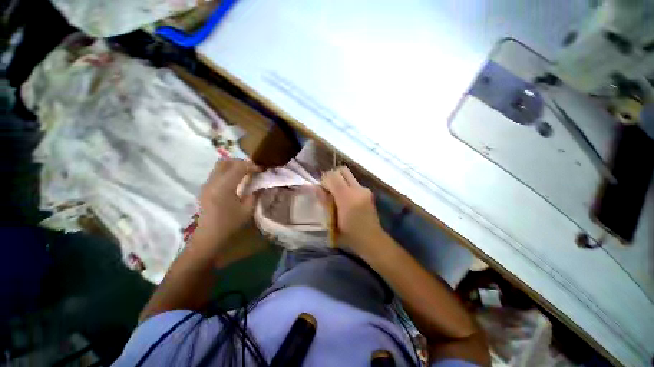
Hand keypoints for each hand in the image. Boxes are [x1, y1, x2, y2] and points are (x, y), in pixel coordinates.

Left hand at [195, 158, 259, 244]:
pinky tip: (236, 181)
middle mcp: (213, 182)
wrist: (209, 236)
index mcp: (224, 187)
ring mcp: (207, 184)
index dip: (251, 166)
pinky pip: (217, 173)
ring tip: (245, 174)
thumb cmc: (229, 224)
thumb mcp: (247, 210)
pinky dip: (228, 172)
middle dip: (240, 162)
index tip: (261, 170)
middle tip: (252, 169)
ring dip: (233, 166)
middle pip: (226, 161)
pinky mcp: (205, 188)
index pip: (239, 167)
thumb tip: (259, 185)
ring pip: (220, 166)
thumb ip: (254, 194)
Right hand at [321, 166, 383, 252]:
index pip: (333, 176)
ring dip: (340, 180)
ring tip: (336, 194)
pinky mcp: (368, 192)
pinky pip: (354, 182)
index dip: (325, 179)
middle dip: (333, 176)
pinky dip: (346, 185)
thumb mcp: (332, 220)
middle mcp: (358, 190)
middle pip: (342, 170)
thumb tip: (315, 187)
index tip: (322, 189)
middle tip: (328, 188)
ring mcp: (365, 190)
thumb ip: (324, 201)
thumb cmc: (349, 235)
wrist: (372, 240)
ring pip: (348, 175)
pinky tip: (345, 199)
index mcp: (347, 198)